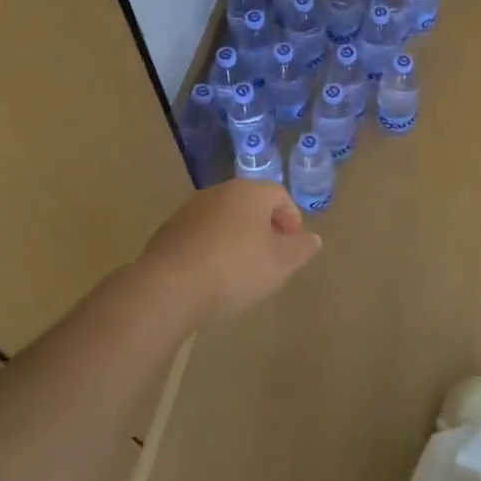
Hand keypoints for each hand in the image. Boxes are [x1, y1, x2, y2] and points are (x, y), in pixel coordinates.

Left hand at [137, 181, 320, 327]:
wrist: (168, 287)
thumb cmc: (234, 269)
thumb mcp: (280, 264)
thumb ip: (301, 249)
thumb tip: (312, 239)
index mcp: (249, 192)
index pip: (280, 195)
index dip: (293, 219)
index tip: (295, 247)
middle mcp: (218, 192)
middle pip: (250, 204)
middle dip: (265, 228)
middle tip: (272, 257)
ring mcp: (189, 210)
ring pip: (224, 219)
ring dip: (238, 238)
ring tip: (242, 269)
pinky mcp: (169, 231)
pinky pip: (201, 235)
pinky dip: (213, 248)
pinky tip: (213, 275)